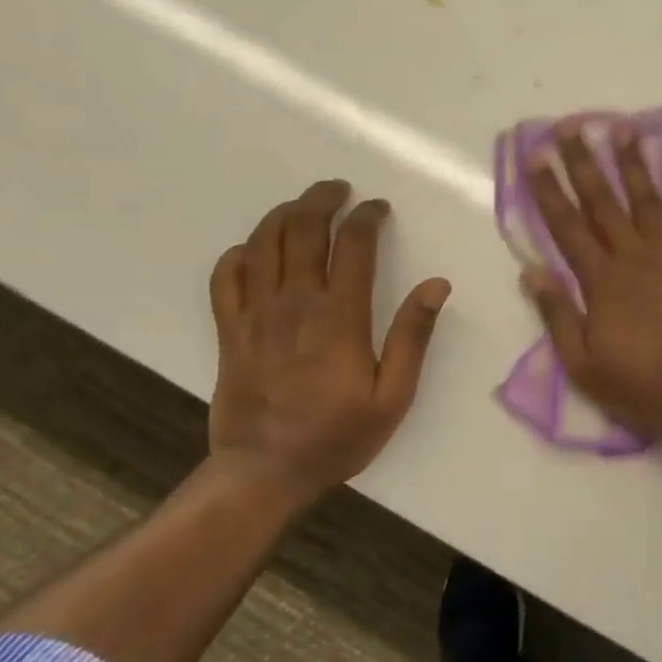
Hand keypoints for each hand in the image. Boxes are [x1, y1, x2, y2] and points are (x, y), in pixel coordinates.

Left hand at [208, 180, 450, 502]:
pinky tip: (255, 250)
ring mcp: (255, 316)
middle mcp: (294, 304)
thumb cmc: (337, 435)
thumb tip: (436, 284)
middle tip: (339, 189)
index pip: (352, 245)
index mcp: (339, 317)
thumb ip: (413, 336)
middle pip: (302, 231)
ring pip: (263, 245)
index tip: (379, 208)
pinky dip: (239, 254)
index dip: (366, 217)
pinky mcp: (229, 332)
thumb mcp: (393, 395)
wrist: (264, 473)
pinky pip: (225, 278)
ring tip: (302, 206)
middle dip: (321, 200)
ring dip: (282, 215)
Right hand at [522, 122, 661, 439]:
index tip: (535, 156)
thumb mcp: (582, 364)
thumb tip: (531, 270)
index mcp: (601, 280)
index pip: (567, 226)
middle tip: (569, 126)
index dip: (548, 189)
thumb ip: (557, 314)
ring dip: (631, 162)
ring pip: (646, 198)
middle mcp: (634, 255)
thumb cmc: (640, 384)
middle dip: (583, 162)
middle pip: (602, 201)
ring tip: (620, 127)